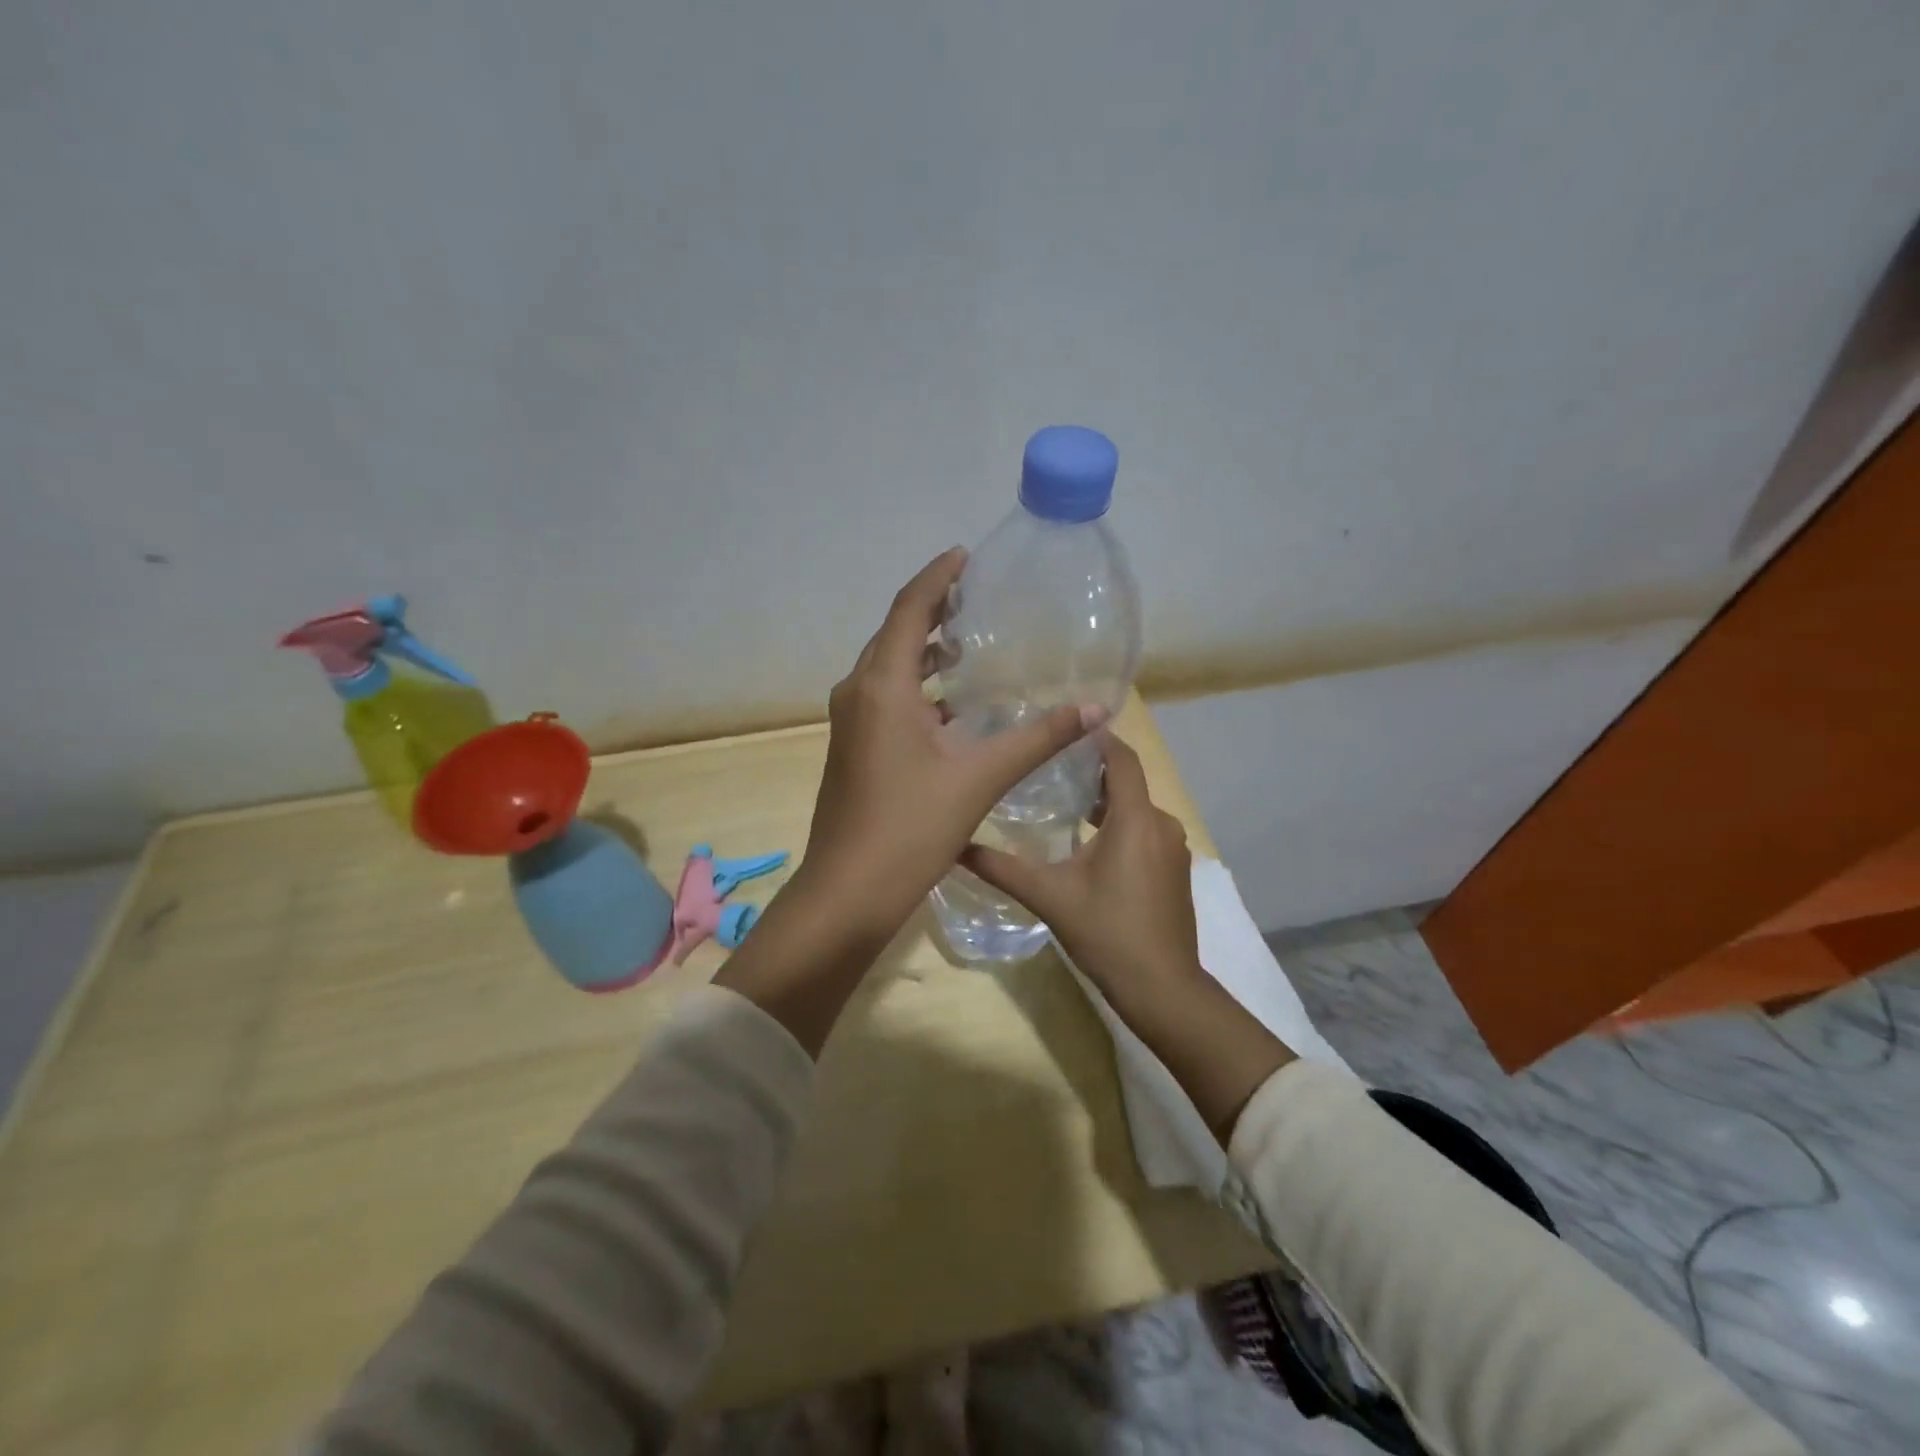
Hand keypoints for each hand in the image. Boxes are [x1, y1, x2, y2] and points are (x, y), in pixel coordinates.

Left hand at [798, 547, 1103, 943]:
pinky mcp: (852, 747)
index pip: (910, 609)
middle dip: (933, 609)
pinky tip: (950, 704)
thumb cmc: (911, 827)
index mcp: (882, 685)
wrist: (849, 890)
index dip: (938, 577)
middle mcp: (858, 692)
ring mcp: (850, 722)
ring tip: (969, 643)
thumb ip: (1038, 739)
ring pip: (888, 667)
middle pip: (896, 633)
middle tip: (977, 597)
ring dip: (924, 649)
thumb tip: (1096, 709)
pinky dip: (916, 686)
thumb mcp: (980, 777)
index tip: (966, 555)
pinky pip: (885, 696)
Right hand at [960, 735, 1200, 1015]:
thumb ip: (1002, 868)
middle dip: (1092, 773)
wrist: (1162, 988)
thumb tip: (956, 846)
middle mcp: (1161, 824)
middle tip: (1048, 768)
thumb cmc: (1107, 933)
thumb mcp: (1049, 896)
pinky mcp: (1176, 871)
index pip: (1121, 758)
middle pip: (1127, 783)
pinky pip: (1146, 832)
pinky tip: (1090, 845)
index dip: (1096, 739)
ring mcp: (1174, 849)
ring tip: (1063, 804)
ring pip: (1136, 810)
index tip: (1063, 729)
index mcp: (1135, 819)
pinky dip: (1121, 828)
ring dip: (1106, 804)